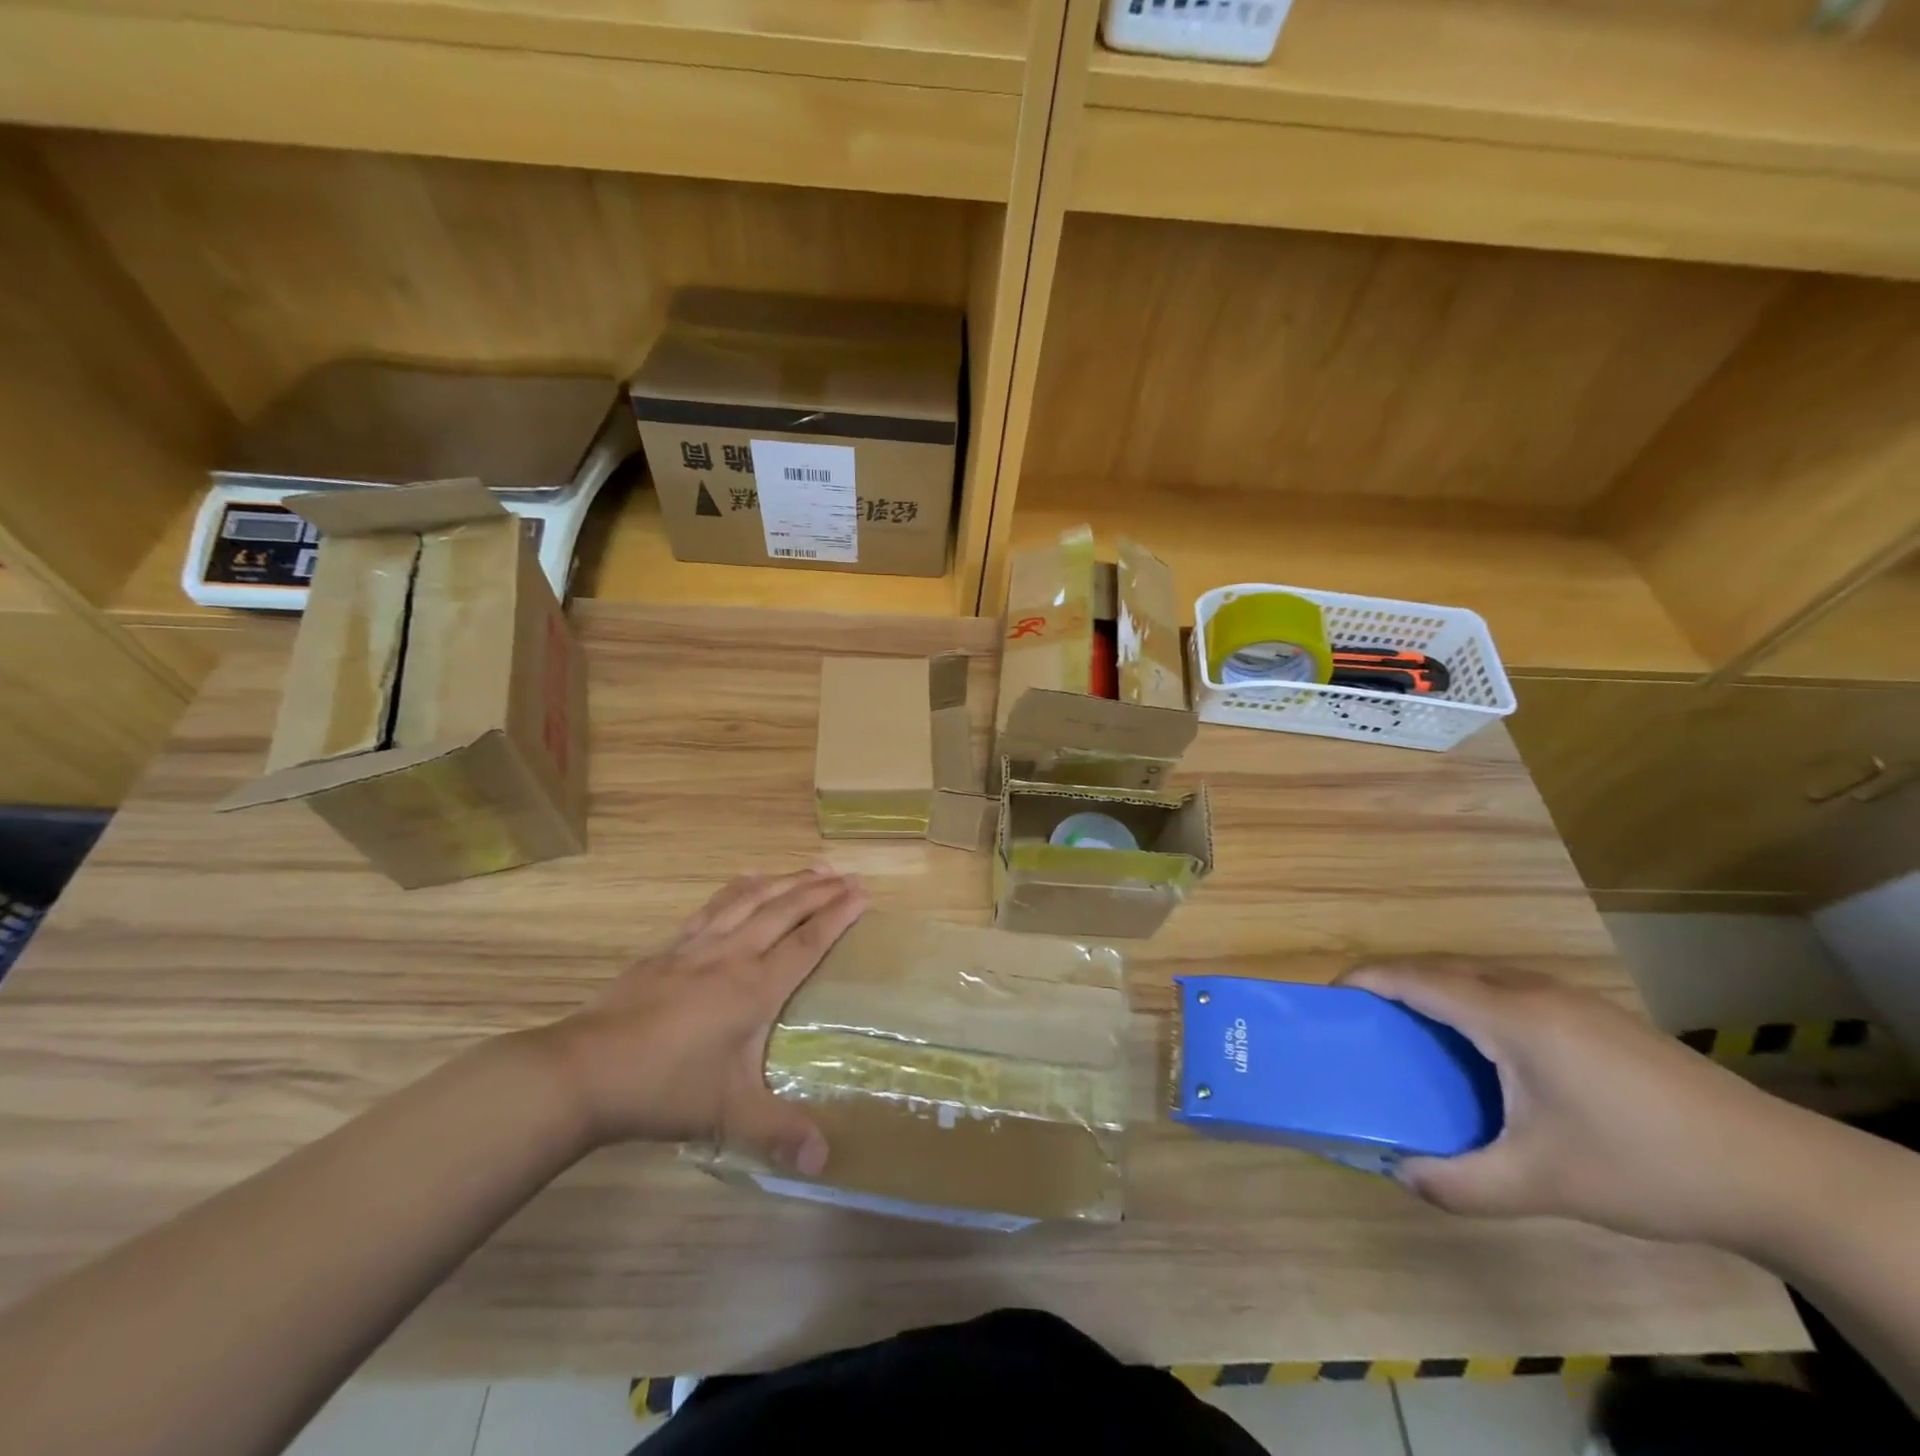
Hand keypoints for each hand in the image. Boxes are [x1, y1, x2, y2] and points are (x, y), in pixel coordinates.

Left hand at [536, 868, 865, 1175]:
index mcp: (754, 988)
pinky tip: (747, 878)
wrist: (583, 1070)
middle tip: (849, 875)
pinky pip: (713, 906)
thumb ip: (778, 1132)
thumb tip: (823, 1162)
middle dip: (820, 890)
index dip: (837, 917)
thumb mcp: (727, 1114)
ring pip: (751, 900)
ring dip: (785, 880)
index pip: (806, 943)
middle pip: (784, 911)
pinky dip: (737, 887)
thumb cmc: (663, 1087)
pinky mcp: (669, 949)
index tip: (862, 893)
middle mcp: (732, 955)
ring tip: (812, 867)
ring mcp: (697, 947)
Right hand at [1341, 959, 1808, 1248]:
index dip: (1366, 979)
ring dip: (1433, 989)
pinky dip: (1469, 1001)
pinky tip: (1482, 1049)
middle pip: (1440, 967)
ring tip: (1411, 1032)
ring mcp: (1568, 998)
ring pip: (1476, 975)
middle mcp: (1531, 990)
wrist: (1779, 1173)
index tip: (1328, 996)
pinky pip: (1506, 989)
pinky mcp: (1593, 1016)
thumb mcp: (1544, 1184)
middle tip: (1362, 1020)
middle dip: (1392, 982)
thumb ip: (1462, 1182)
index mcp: (1510, 1016)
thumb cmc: (1646, 1164)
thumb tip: (1400, 1175)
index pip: (1416, 978)